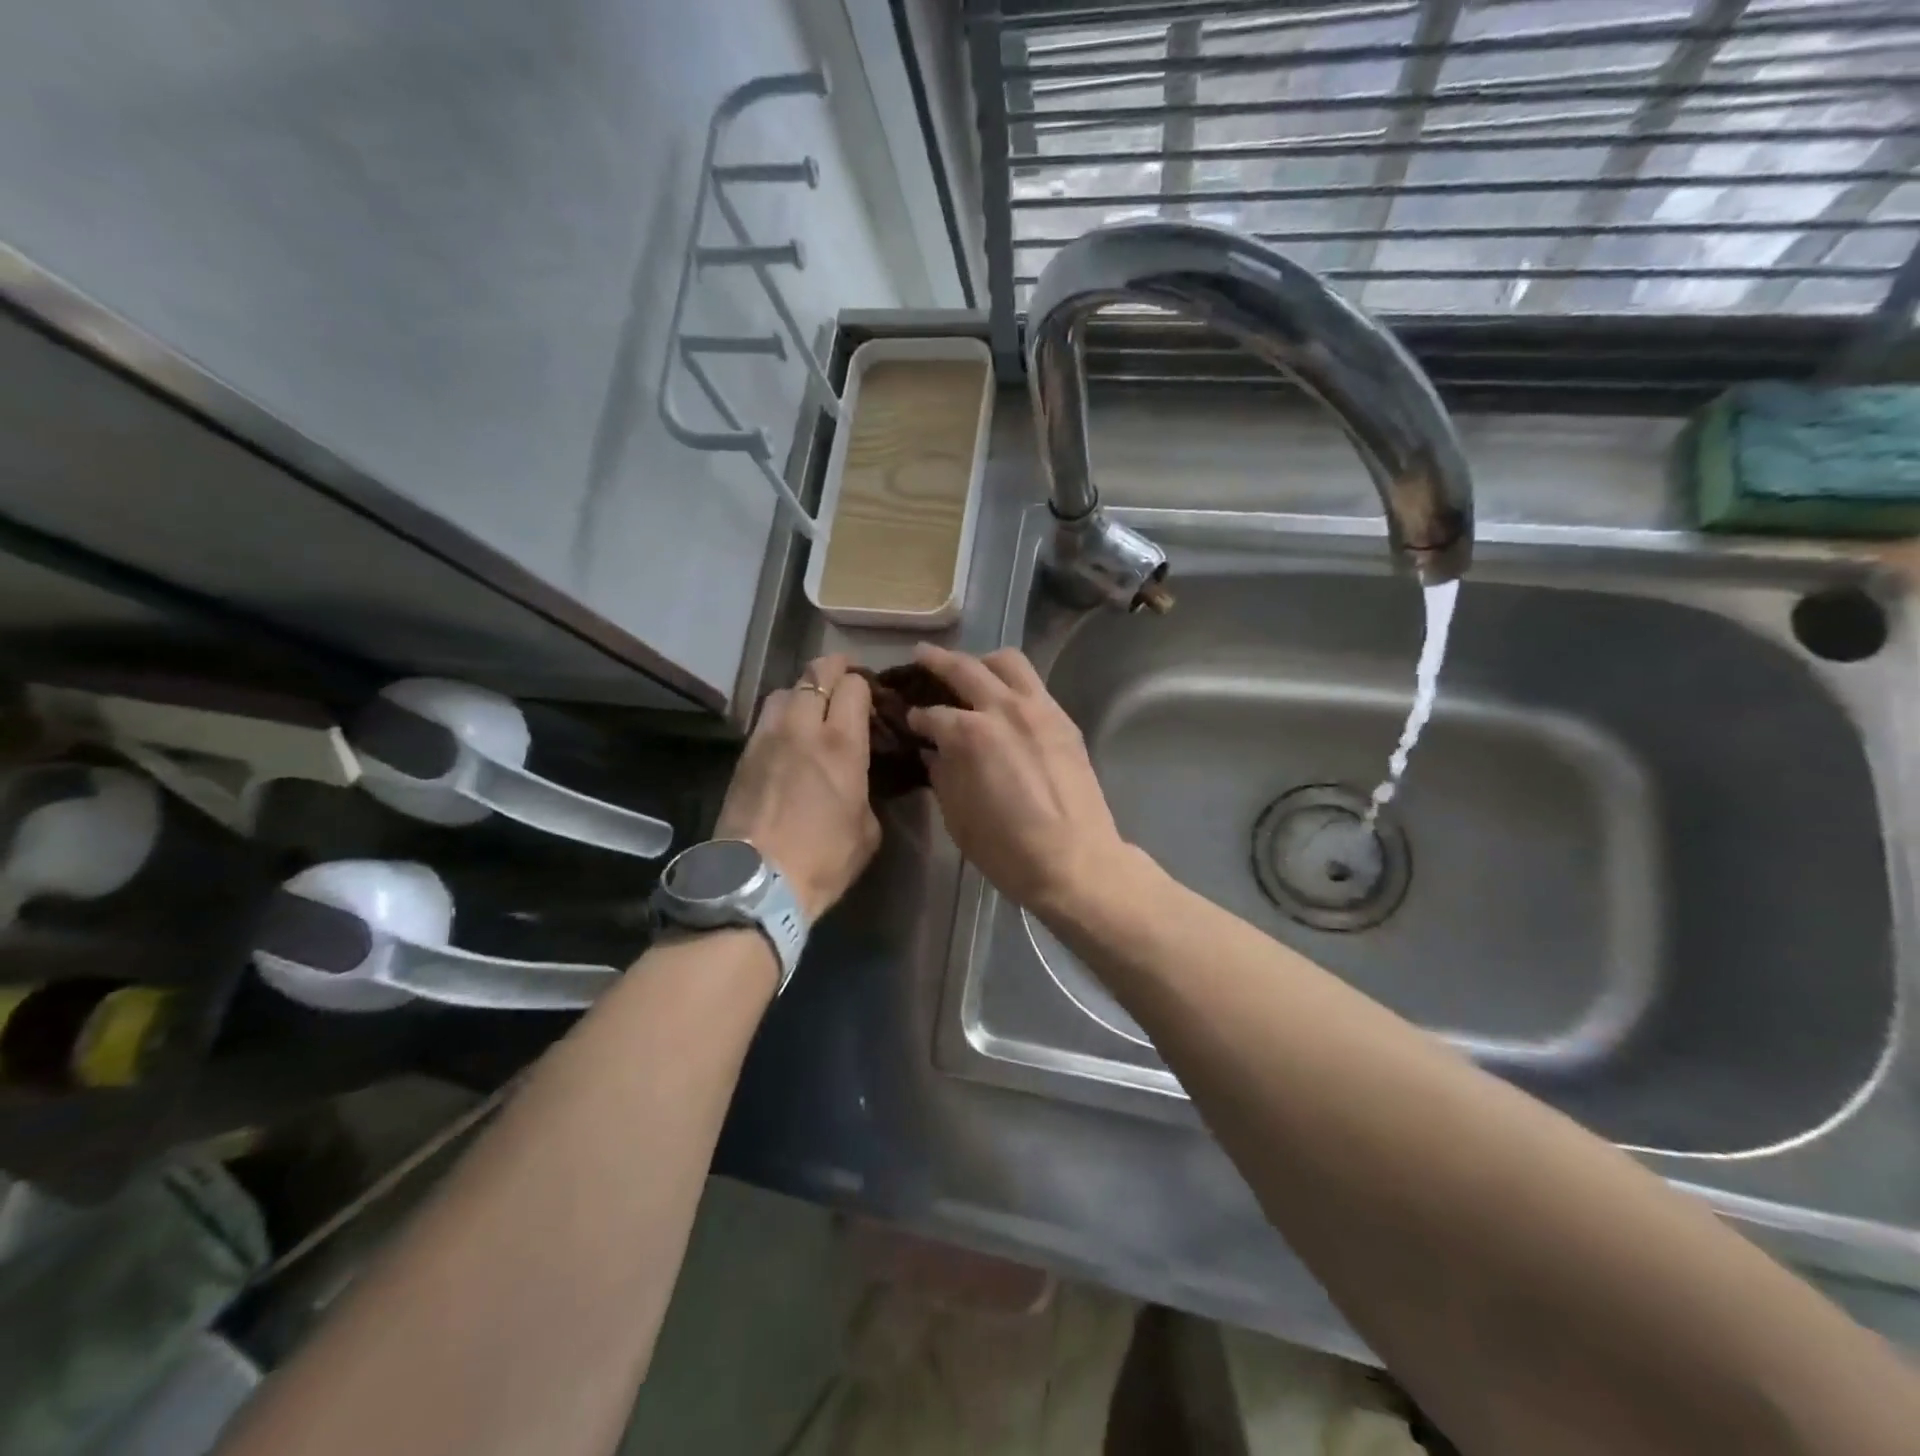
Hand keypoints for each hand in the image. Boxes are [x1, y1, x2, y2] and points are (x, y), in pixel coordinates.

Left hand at [716, 655, 879, 919]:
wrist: (757, 881)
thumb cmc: (823, 859)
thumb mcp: (867, 829)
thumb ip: (865, 792)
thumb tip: (857, 782)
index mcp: (841, 743)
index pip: (854, 686)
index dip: (865, 685)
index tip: (872, 697)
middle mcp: (802, 728)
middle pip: (816, 673)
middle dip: (835, 669)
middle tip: (845, 681)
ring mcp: (767, 738)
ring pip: (785, 690)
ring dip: (803, 690)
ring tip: (813, 709)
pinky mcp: (743, 755)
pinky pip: (766, 719)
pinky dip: (781, 716)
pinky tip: (789, 738)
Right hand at [906, 644, 1130, 918]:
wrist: (1074, 861)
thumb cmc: (1007, 849)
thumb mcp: (957, 817)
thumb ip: (943, 776)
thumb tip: (936, 754)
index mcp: (970, 735)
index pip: (932, 714)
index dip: (915, 717)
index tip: (909, 719)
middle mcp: (1003, 709)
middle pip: (965, 668)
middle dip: (937, 660)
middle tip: (921, 656)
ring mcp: (1039, 710)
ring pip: (1008, 662)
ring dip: (983, 661)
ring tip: (971, 669)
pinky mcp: (1064, 721)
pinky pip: (1034, 686)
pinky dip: (1014, 684)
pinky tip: (1006, 701)